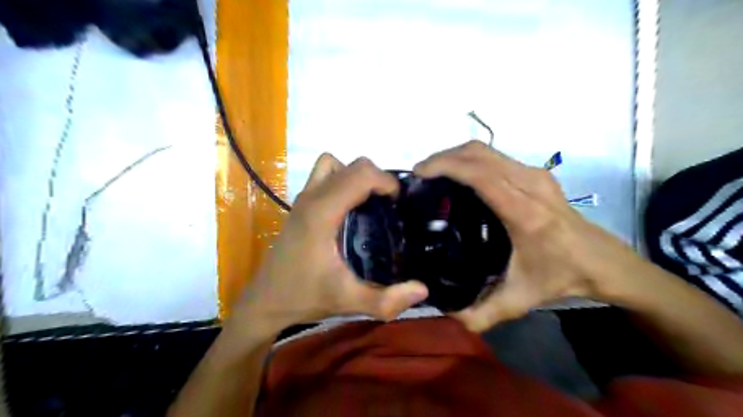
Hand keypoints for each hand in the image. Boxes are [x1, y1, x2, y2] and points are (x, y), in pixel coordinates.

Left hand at [231, 153, 429, 338]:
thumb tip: (423, 289)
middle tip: (389, 206)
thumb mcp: (349, 302)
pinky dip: (341, 180)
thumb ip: (387, 300)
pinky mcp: (300, 205)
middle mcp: (312, 197)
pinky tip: (349, 209)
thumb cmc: (304, 298)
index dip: (387, 182)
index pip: (361, 174)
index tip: (399, 203)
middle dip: (377, 179)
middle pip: (352, 165)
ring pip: (335, 165)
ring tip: (369, 203)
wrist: (265, 301)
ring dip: (356, 176)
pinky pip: (324, 175)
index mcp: (322, 213)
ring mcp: (303, 198)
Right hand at [416, 141, 641, 332]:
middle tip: (420, 174)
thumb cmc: (561, 276)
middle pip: (478, 153)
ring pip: (486, 149)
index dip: (446, 166)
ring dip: (456, 155)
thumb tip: (446, 313)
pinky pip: (495, 156)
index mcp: (524, 212)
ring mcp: (535, 174)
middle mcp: (530, 184)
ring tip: (434, 173)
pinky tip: (460, 176)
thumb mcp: (519, 300)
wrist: (602, 261)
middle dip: (444, 157)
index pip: (480, 174)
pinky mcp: (536, 172)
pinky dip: (471, 159)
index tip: (419, 173)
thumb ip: (481, 314)